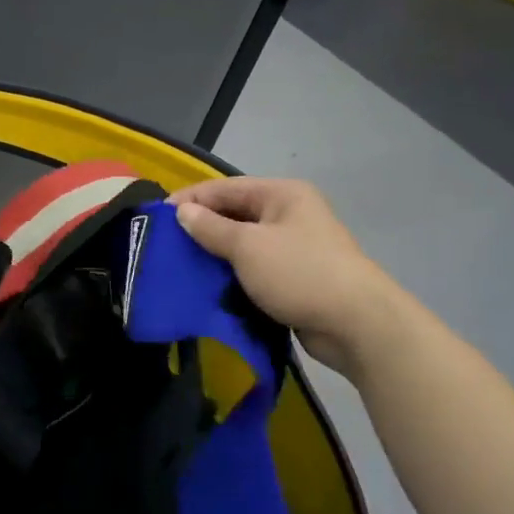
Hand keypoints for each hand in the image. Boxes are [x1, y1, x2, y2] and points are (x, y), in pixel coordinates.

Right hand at [169, 177, 399, 377]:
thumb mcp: (248, 247)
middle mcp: (289, 214)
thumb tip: (182, 212)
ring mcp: (294, 246)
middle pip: (234, 213)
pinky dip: (231, 274)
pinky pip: (253, 268)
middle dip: (200, 227)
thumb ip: (211, 228)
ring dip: (214, 253)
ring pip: (242, 243)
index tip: (157, 217)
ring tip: (179, 266)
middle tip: (165, 244)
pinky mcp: (294, 276)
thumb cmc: (300, 273)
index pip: (224, 188)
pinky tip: (206, 285)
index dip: (190, 200)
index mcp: (282, 194)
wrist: (357, 324)